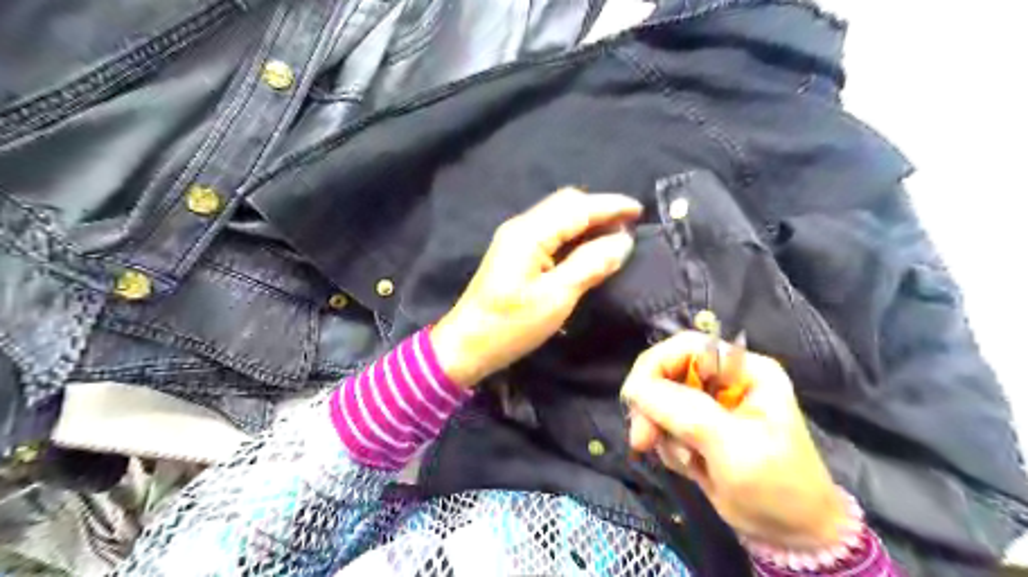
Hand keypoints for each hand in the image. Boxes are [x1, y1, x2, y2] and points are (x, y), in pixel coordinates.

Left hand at [434, 187, 640, 390]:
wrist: (466, 345)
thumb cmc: (511, 326)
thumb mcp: (556, 298)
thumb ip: (590, 265)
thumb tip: (622, 241)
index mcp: (530, 233)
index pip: (577, 208)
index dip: (610, 206)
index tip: (639, 211)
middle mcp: (521, 226)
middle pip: (566, 204)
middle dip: (600, 209)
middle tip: (629, 225)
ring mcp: (515, 238)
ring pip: (558, 216)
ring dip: (587, 220)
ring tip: (615, 234)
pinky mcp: (514, 252)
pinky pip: (550, 231)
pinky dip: (573, 233)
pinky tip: (587, 245)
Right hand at [617, 332, 852, 547]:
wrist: (791, 536)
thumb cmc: (776, 487)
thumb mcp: (733, 447)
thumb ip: (685, 412)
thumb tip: (634, 389)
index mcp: (744, 370)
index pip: (686, 347)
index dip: (655, 365)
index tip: (634, 399)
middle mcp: (724, 381)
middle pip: (666, 372)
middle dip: (652, 407)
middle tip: (643, 440)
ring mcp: (710, 405)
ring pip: (659, 401)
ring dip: (662, 432)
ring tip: (687, 462)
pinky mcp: (698, 429)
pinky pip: (663, 426)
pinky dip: (668, 447)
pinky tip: (691, 467)